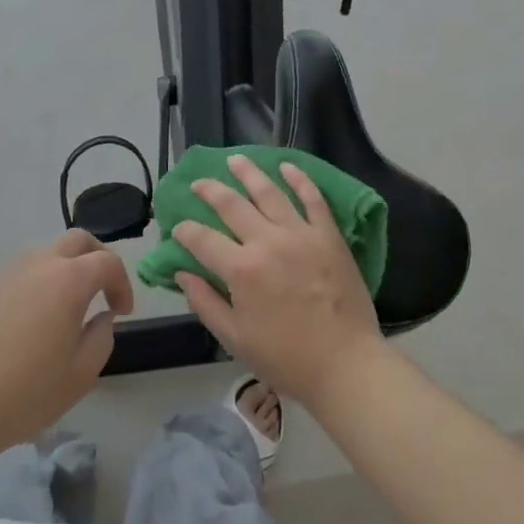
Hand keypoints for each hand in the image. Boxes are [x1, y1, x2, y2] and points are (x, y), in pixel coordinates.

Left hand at [0, 230, 132, 455]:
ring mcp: (4, 274)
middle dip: (97, 258)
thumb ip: (101, 338)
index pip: (108, 262)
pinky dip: (33, 287)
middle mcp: (38, 266)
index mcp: (69, 281)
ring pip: (43, 255)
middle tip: (102, 290)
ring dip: (63, 271)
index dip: (123, 283)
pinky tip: (26, 326)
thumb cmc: (23, 393)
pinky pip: (16, 276)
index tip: (122, 311)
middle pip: (77, 241)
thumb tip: (101, 318)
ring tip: (64, 309)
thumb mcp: (80, 375)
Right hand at [172, 153, 383, 409]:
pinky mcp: (328, 235)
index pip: (202, 239)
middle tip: (199, 182)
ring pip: (270, 192)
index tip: (178, 228)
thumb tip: (182, 274)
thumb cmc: (286, 358)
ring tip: (235, 160)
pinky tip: (287, 166)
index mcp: (241, 269)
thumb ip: (205, 303)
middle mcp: (267, 242)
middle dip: (210, 191)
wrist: (345, 364)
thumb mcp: (235, 339)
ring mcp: (301, 234)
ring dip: (249, 173)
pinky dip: (299, 179)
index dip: (185, 231)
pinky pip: (313, 199)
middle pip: (232, 205)